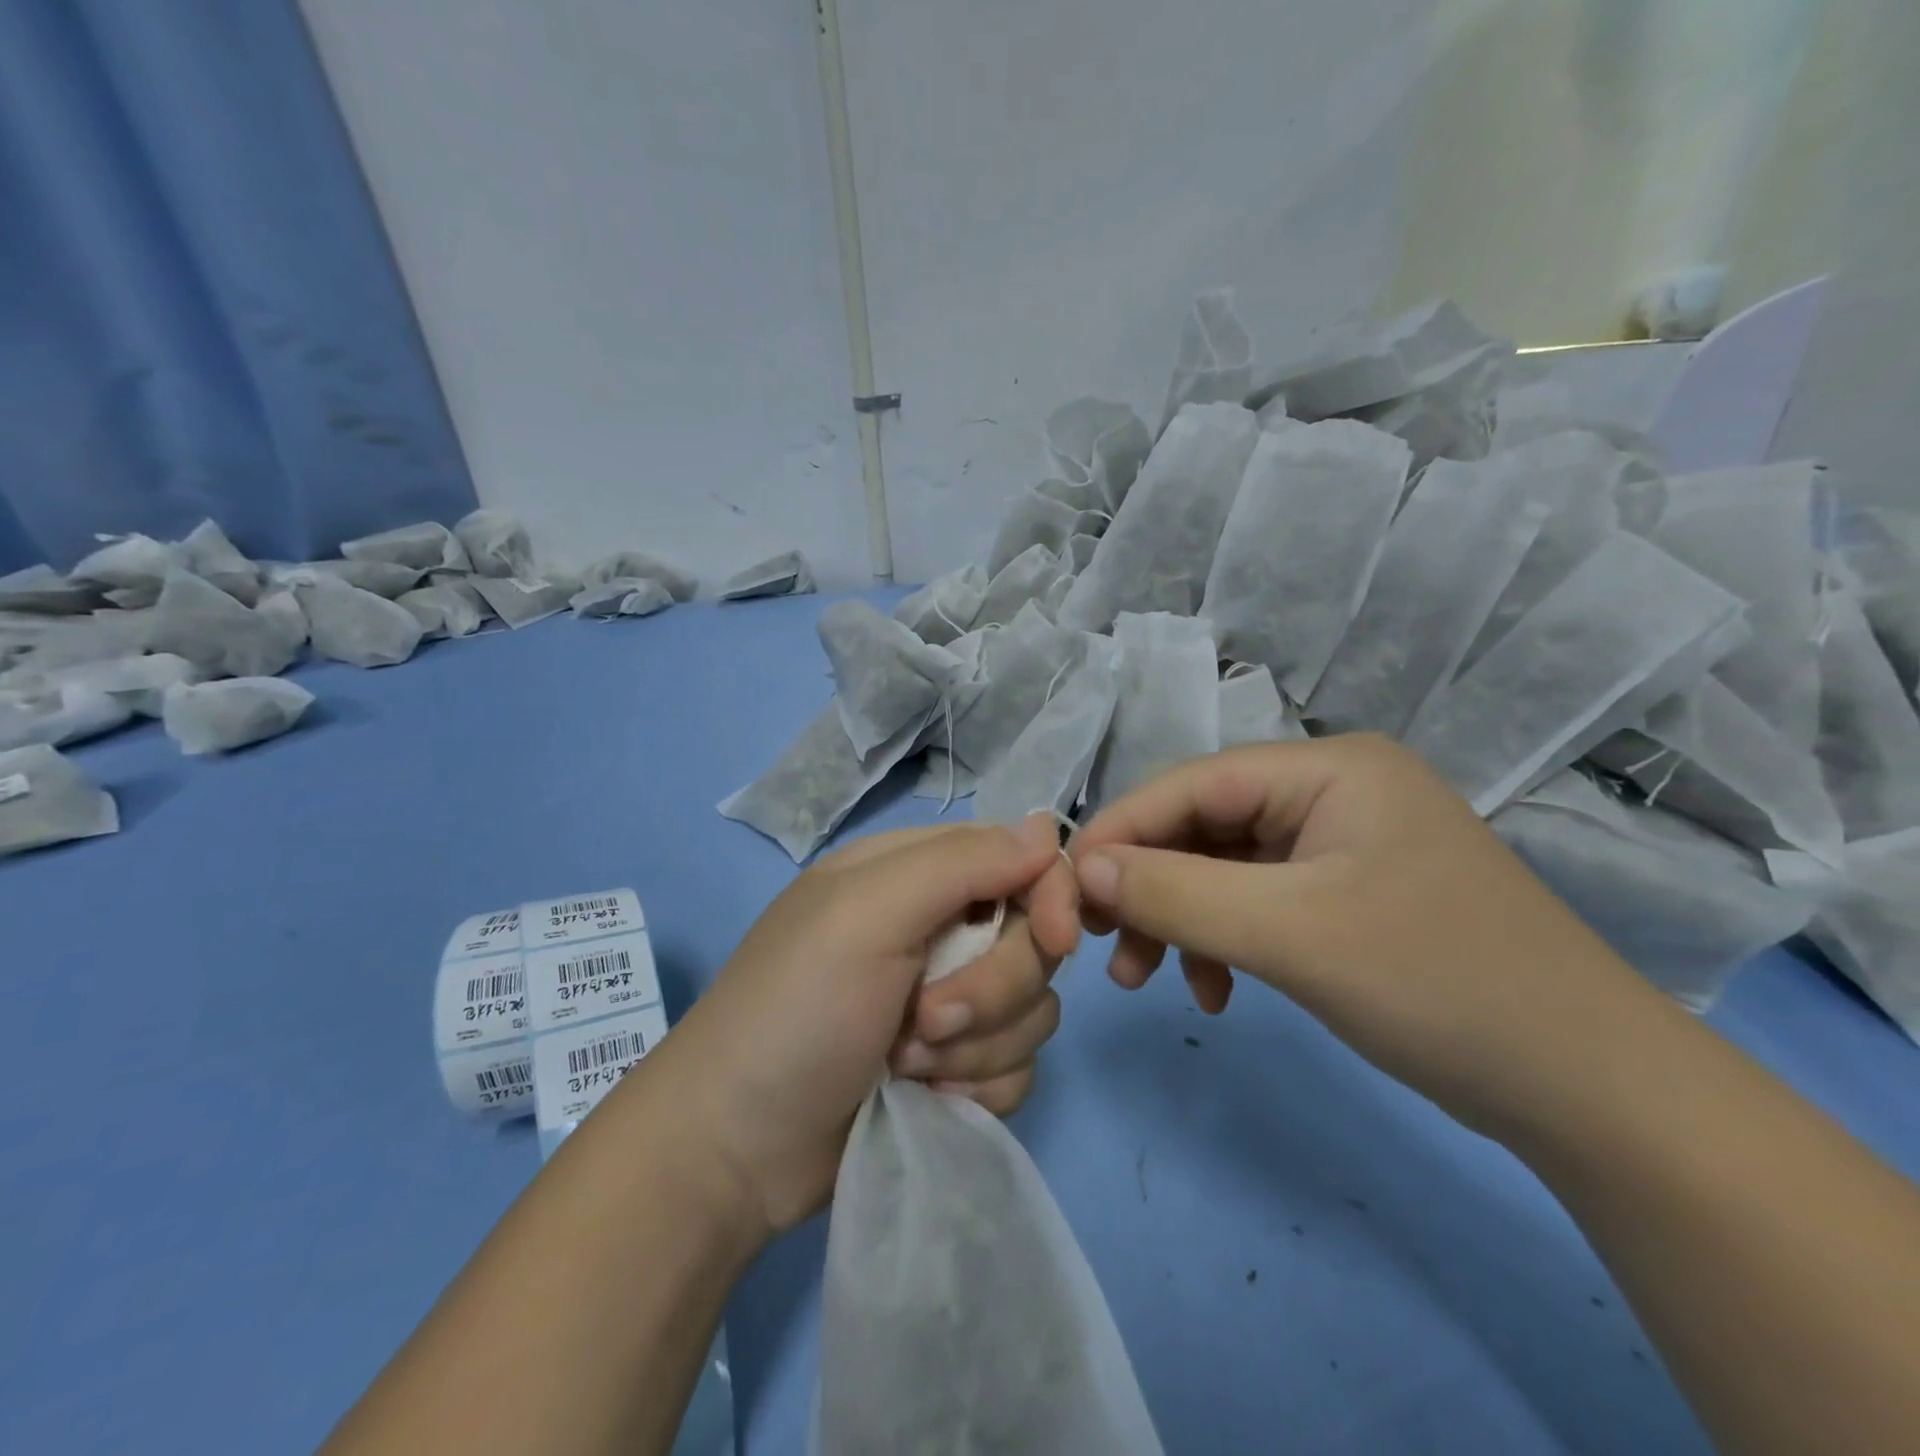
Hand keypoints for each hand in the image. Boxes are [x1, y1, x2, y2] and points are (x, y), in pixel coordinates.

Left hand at [653, 817, 1076, 1235]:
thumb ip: (962, 862)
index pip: (1019, 857)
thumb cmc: (797, 1009)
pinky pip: (1018, 1065)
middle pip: (1032, 940)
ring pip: (1033, 1008)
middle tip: (923, 1019)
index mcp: (916, 873)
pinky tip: (922, 1098)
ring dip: (976, 1045)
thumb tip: (1046, 830)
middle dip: (991, 989)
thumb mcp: (868, 912)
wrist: (737, 1148)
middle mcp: (939, 928)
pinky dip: (976, 1087)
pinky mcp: (957, 1066)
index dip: (1048, 893)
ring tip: (904, 1064)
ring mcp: (950, 1000)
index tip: (1052, 940)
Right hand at [1071, 736, 1653, 1138]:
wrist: (1590, 1092)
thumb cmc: (1439, 985)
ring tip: (1148, 980)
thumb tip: (1084, 869)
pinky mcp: (1344, 893)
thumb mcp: (1291, 935)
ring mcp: (1339, 843)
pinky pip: (1255, 902)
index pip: (1193, 783)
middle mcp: (1330, 791)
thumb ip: (1175, 894)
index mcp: (1328, 768)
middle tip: (1104, 946)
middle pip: (1203, 826)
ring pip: (1222, 868)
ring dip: (1179, 921)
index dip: (1122, 831)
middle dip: (1149, 887)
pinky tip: (1216, 991)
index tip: (1068, 887)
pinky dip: (1222, 941)